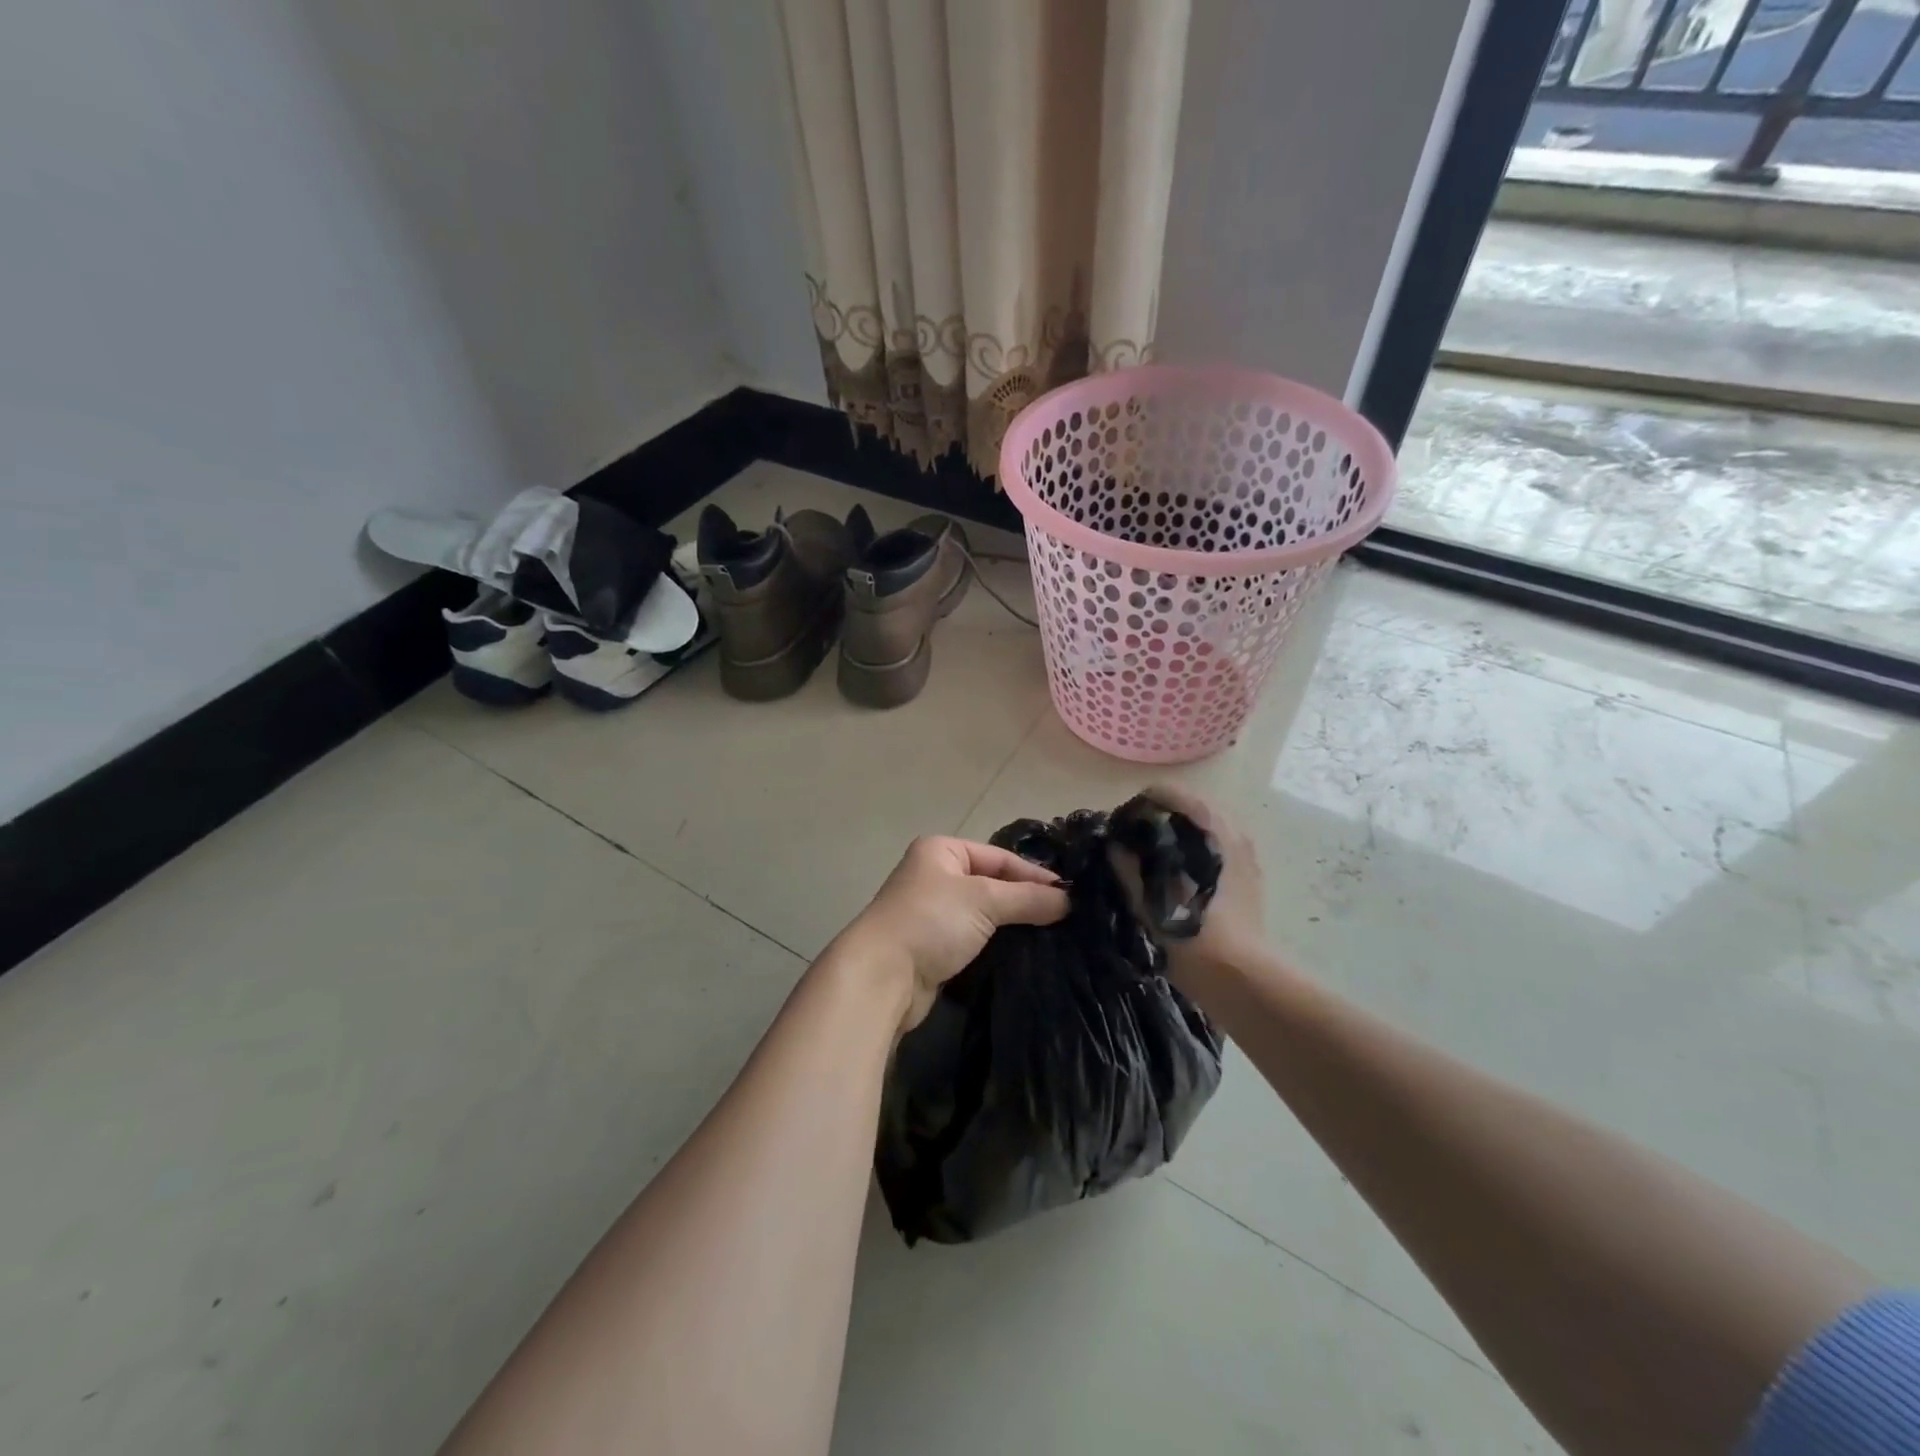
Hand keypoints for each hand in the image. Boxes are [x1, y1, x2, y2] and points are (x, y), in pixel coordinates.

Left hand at [832, 836, 1069, 1034]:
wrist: (882, 976)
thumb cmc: (931, 922)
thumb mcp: (984, 900)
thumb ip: (1028, 898)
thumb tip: (1069, 900)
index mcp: (941, 851)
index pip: (999, 857)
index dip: (1034, 875)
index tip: (1068, 895)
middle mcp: (935, 875)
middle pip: (992, 883)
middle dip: (1025, 899)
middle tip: (1065, 917)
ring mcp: (932, 912)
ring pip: (984, 913)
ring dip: (1012, 924)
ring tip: (1051, 936)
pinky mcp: (933, 946)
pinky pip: (974, 938)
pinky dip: (996, 943)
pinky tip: (1022, 953)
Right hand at [1131, 784, 1265, 979]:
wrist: (1241, 979)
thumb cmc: (1192, 936)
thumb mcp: (1149, 902)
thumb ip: (1129, 868)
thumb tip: (1115, 845)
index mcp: (1210, 830)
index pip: (1173, 794)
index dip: (1144, 801)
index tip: (1124, 820)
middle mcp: (1232, 834)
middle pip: (1192, 809)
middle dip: (1163, 816)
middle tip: (1135, 837)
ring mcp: (1245, 857)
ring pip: (1207, 829)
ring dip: (1180, 834)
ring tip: (1154, 856)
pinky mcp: (1249, 879)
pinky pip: (1217, 849)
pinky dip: (1196, 851)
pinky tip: (1178, 875)